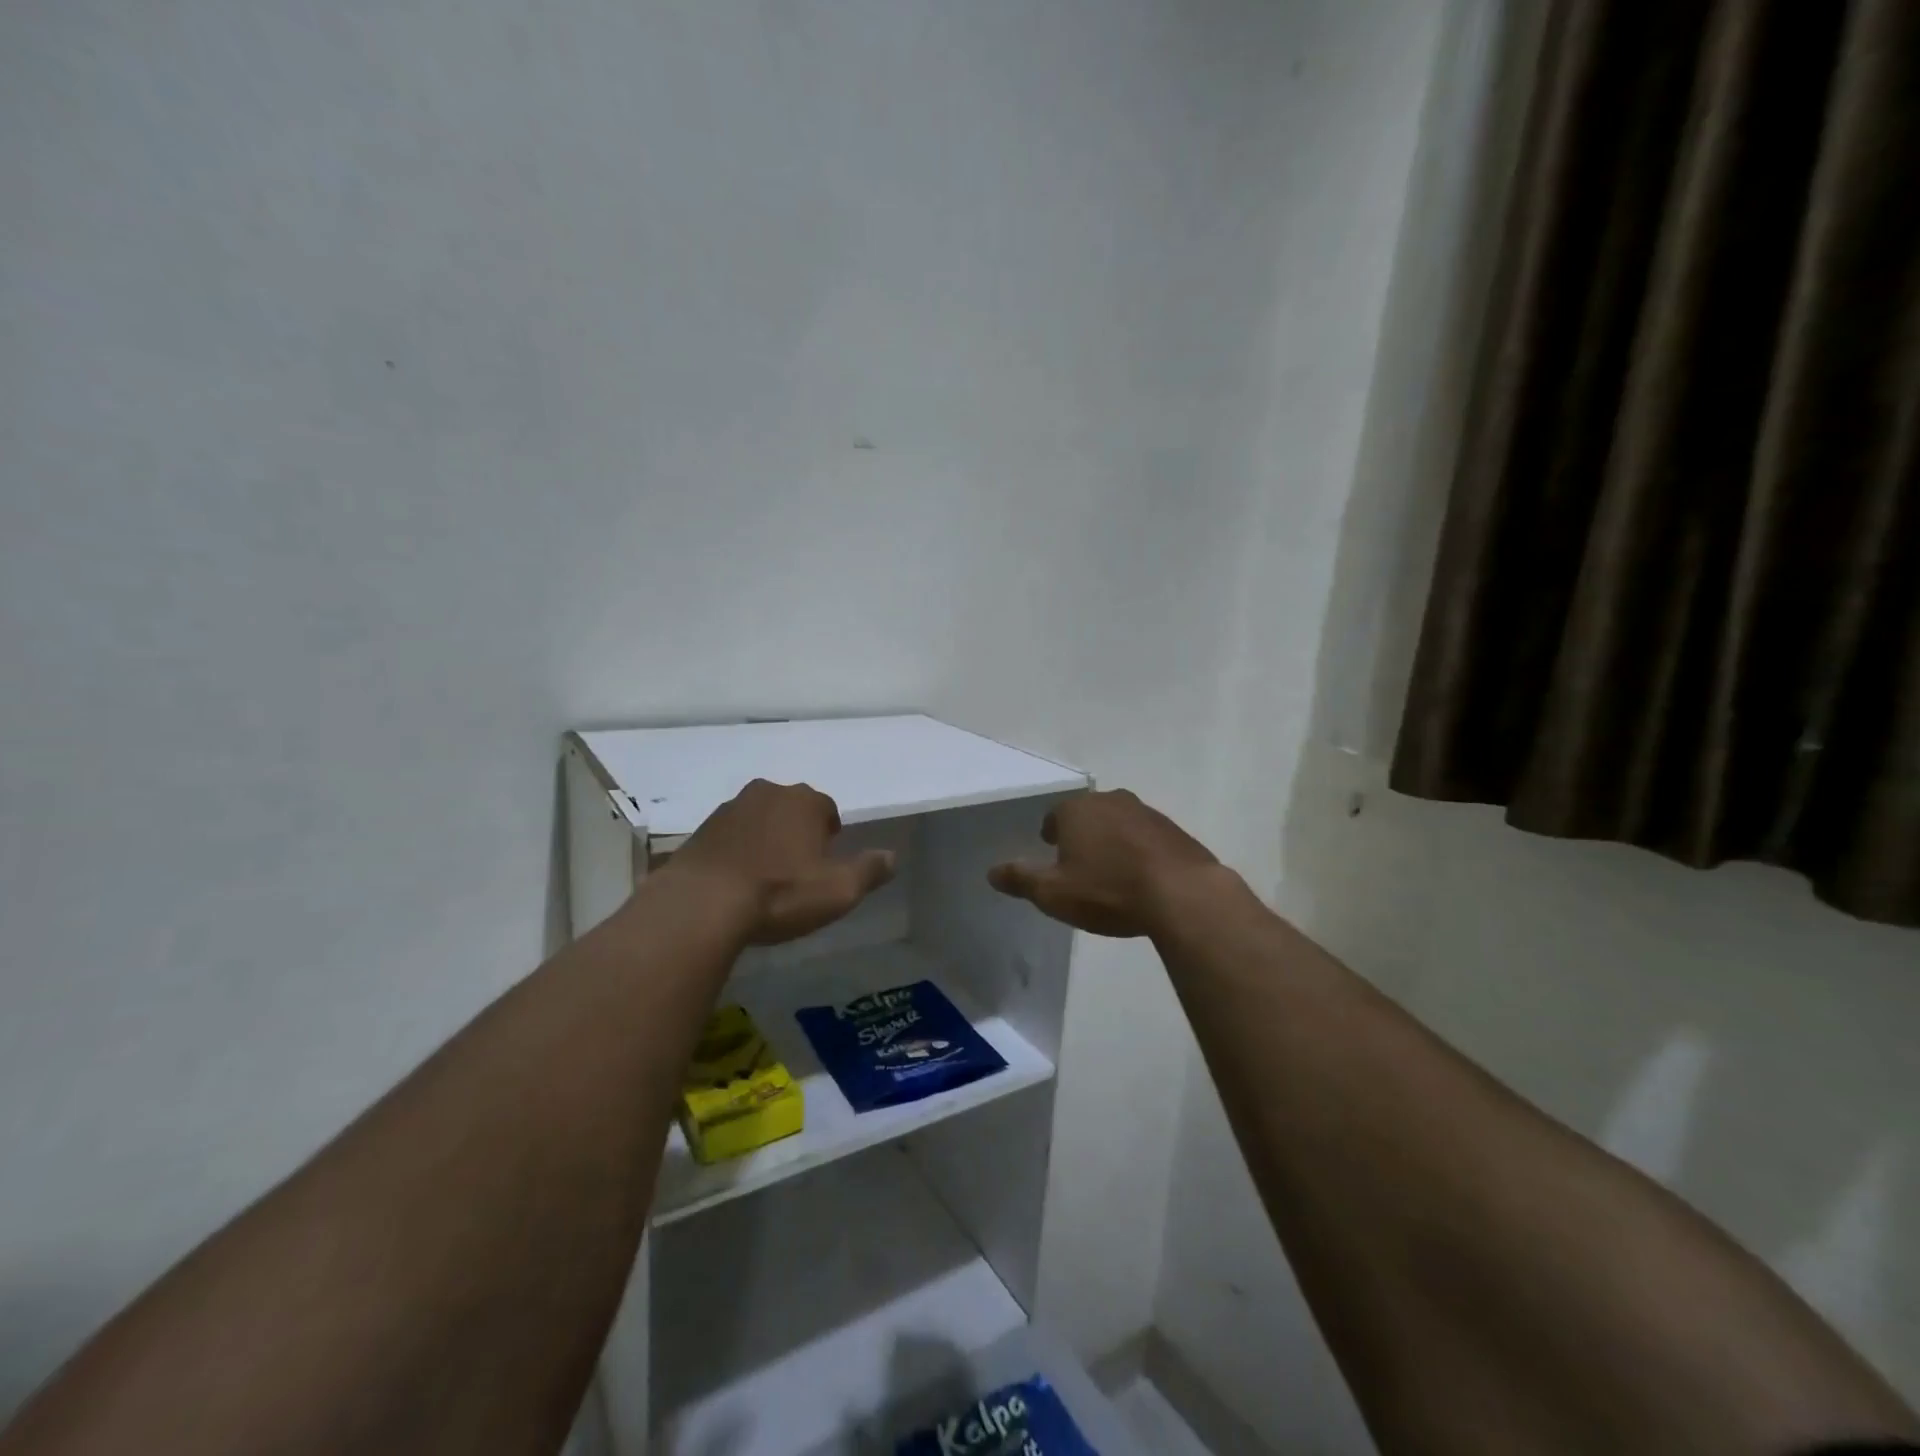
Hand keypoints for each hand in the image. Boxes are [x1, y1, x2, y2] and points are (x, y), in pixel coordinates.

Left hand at [665, 780, 895, 944]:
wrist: (701, 905)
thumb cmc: (780, 893)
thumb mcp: (839, 890)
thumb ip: (870, 870)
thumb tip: (892, 857)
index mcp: (804, 801)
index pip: (827, 809)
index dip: (830, 835)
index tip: (826, 861)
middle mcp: (767, 793)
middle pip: (792, 808)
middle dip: (797, 831)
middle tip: (798, 868)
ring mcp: (729, 808)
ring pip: (759, 819)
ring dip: (766, 838)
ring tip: (766, 875)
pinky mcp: (701, 829)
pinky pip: (730, 836)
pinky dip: (737, 850)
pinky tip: (736, 879)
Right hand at [986, 789, 1222, 937]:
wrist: (1182, 894)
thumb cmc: (1107, 890)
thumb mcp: (1053, 893)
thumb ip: (1020, 879)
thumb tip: (991, 872)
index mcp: (1077, 810)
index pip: (1055, 815)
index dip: (1051, 833)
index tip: (1051, 849)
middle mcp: (1111, 801)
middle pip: (1088, 814)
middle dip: (1082, 833)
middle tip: (1078, 859)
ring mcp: (1147, 813)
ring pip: (1119, 823)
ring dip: (1112, 840)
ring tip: (1110, 869)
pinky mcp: (1175, 831)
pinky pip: (1147, 838)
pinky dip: (1139, 851)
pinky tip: (1141, 876)